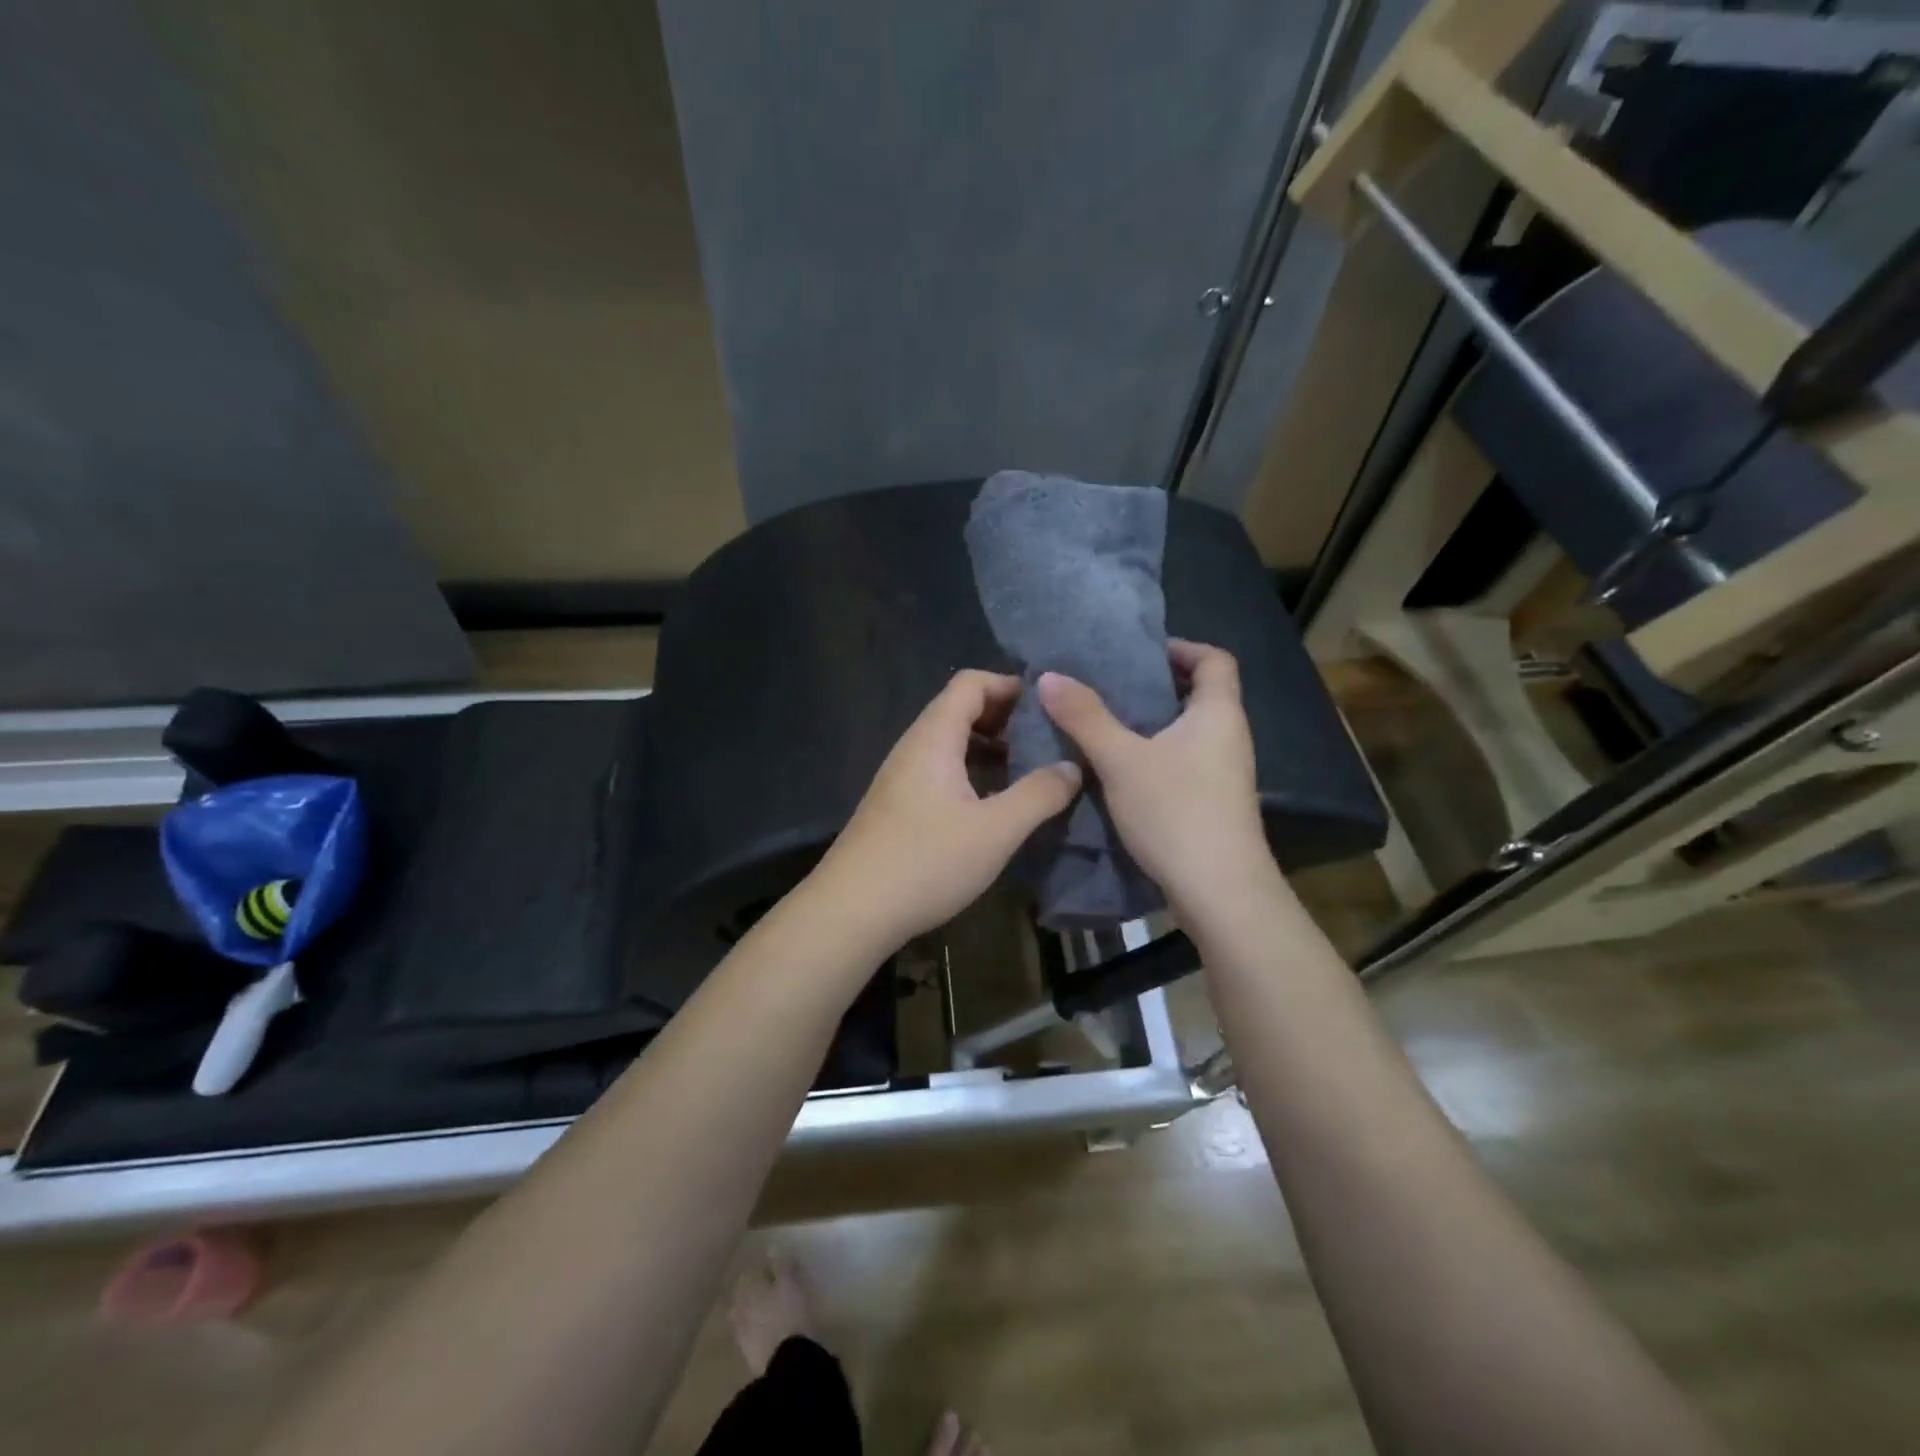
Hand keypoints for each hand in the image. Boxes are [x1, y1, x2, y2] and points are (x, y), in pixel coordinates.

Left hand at [810, 670, 1082, 949]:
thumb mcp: (996, 830)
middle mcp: (913, 748)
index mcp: (934, 738)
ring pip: (950, 743)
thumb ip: (1039, 794)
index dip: (1009, 685)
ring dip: (989, 748)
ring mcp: (901, 777)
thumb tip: (1073, 766)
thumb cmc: (926, 862)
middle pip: (959, 709)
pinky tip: (992, 804)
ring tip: (1027, 771)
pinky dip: (970, 772)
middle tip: (1045, 740)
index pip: (970, 683)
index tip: (1048, 707)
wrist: (851, 910)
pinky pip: (940, 770)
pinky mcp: (897, 805)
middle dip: (1005, 717)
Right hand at [1037, 640, 1273, 917]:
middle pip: (1200, 694)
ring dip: (1152, 723)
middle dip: (1156, 685)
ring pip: (1189, 731)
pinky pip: (1185, 761)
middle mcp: (1229, 736)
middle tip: (1107, 686)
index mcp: (1218, 713)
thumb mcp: (1121, 760)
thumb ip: (1085, 717)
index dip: (1181, 648)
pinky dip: (1156, 754)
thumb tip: (1049, 676)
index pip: (1214, 659)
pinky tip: (1120, 770)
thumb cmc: (1176, 811)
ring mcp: (1226, 773)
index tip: (1138, 653)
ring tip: (1104, 723)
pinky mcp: (1215, 803)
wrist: (1220, 892)